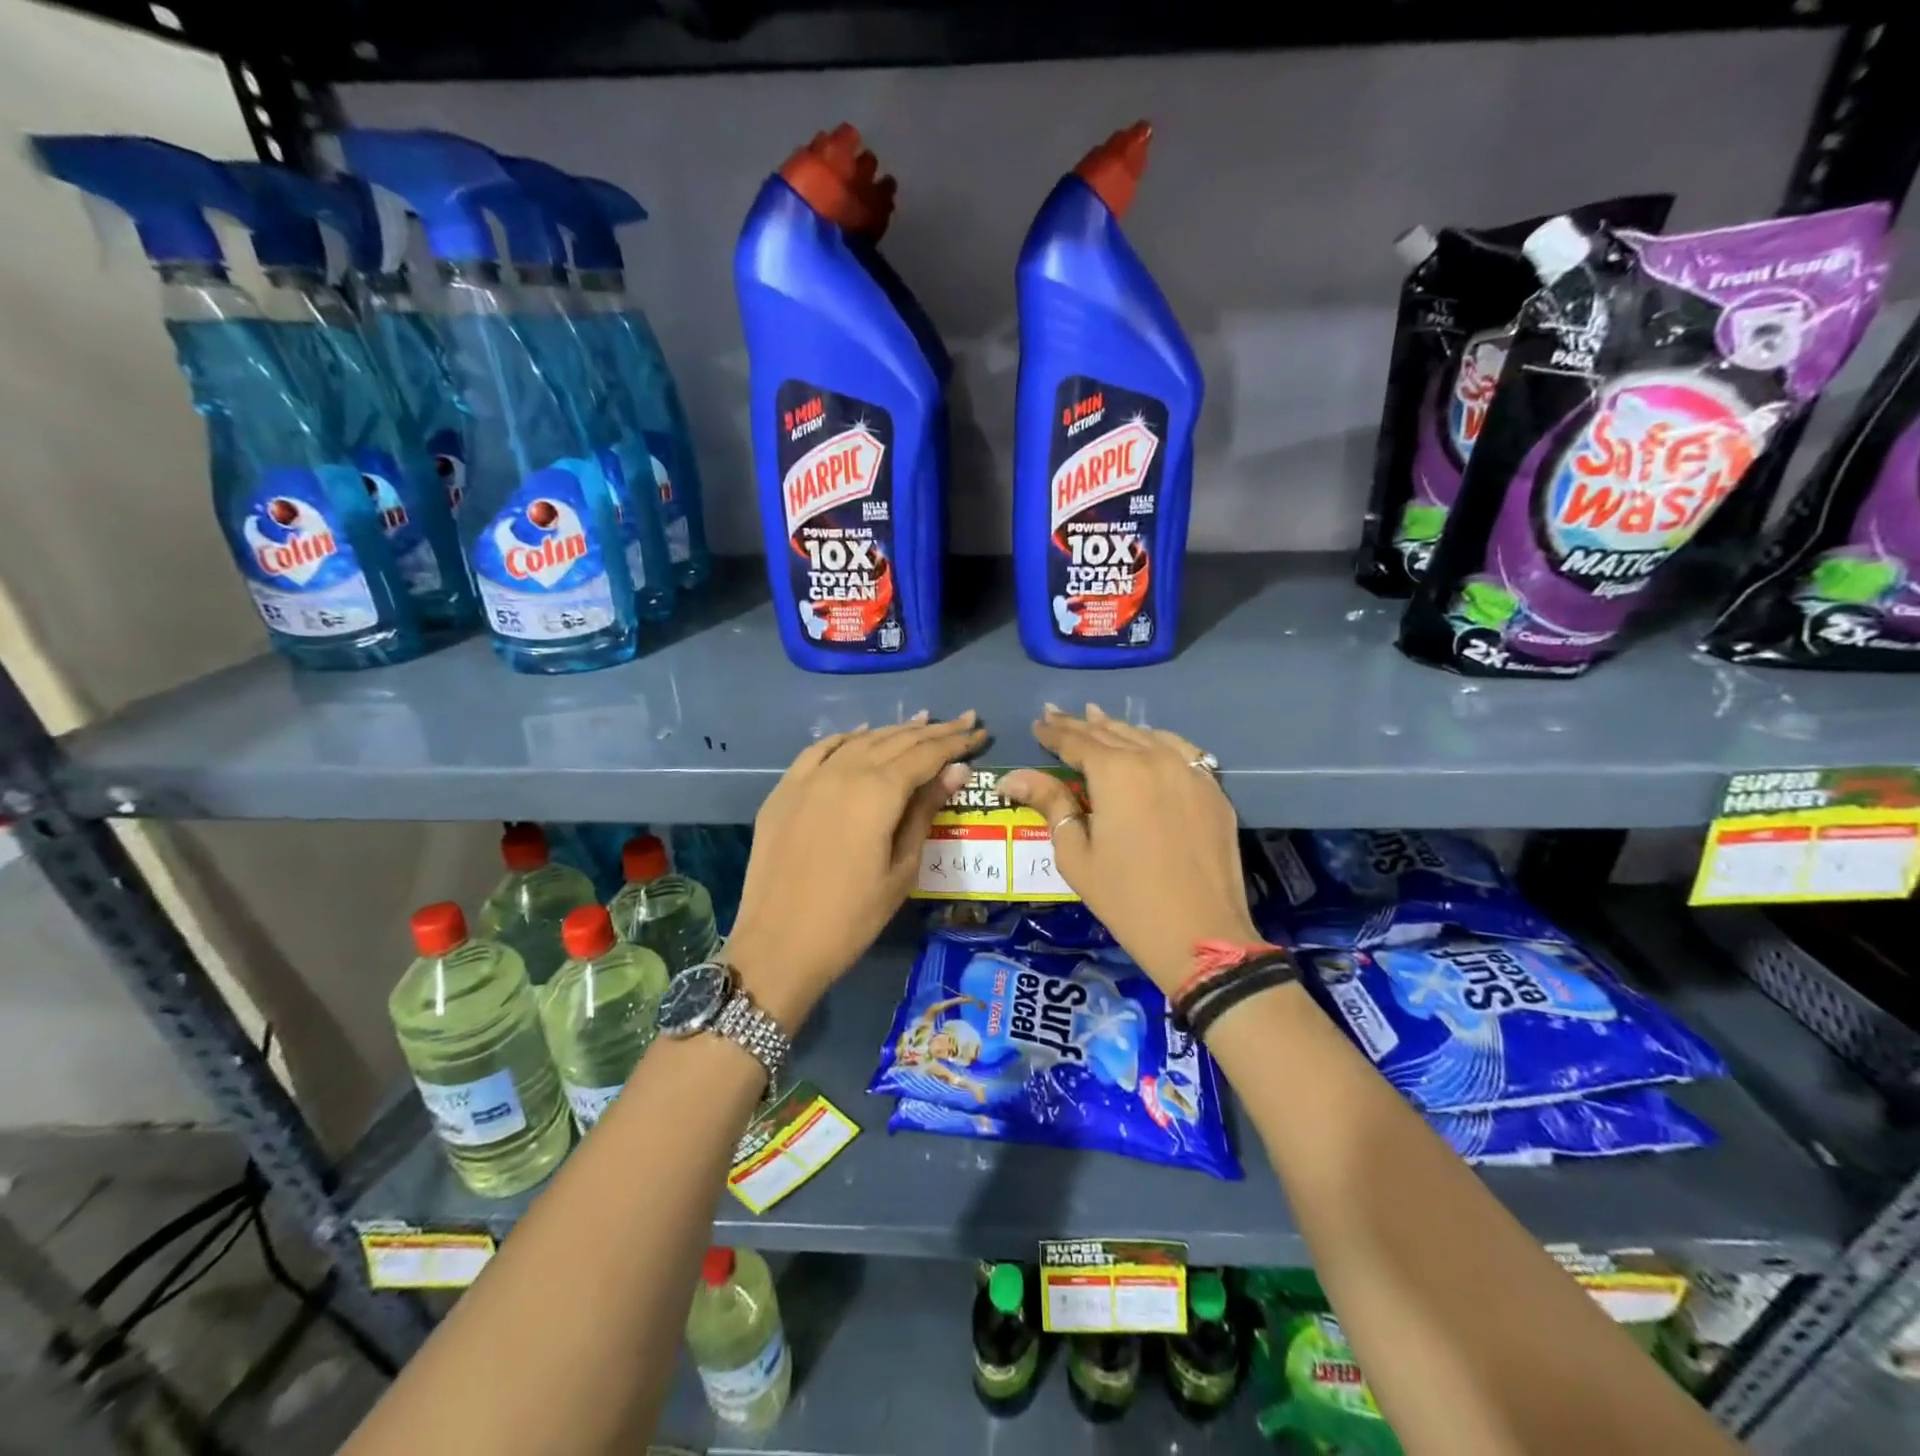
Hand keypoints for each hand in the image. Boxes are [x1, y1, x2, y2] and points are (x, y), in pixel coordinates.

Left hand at [727, 711, 984, 1027]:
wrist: (779, 944)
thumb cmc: (853, 916)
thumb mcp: (902, 868)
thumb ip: (925, 812)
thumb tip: (956, 770)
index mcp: (878, 792)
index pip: (926, 754)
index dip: (955, 741)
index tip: (979, 730)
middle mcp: (843, 772)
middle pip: (895, 740)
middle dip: (933, 730)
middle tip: (963, 720)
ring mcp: (809, 778)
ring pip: (859, 740)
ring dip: (893, 730)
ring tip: (922, 722)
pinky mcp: (784, 791)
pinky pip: (819, 750)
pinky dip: (846, 738)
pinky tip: (861, 735)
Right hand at [997, 704, 1258, 994]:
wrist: (1200, 934)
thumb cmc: (1125, 899)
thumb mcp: (1076, 854)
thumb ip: (1049, 804)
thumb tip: (1013, 777)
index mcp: (1115, 772)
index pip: (1076, 742)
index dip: (1054, 732)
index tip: (1037, 724)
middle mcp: (1154, 759)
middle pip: (1110, 733)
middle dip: (1080, 725)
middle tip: (1056, 715)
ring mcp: (1190, 771)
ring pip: (1147, 736)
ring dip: (1117, 728)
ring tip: (1095, 717)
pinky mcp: (1213, 789)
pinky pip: (1181, 751)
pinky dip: (1157, 741)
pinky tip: (1148, 742)